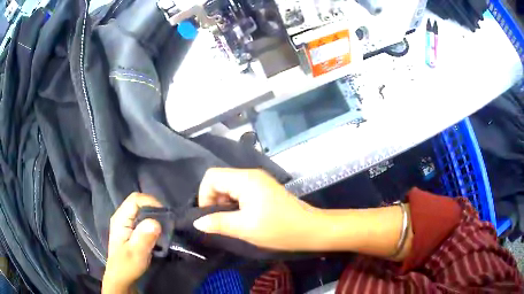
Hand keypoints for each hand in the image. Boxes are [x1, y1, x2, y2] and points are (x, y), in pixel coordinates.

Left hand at [102, 193, 161, 293]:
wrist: (121, 278)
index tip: (165, 216)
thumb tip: (156, 222)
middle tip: (166, 223)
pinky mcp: (130, 230)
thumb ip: (144, 237)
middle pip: (138, 203)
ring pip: (141, 211)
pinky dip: (151, 223)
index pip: (135, 200)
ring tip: (163, 228)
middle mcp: (121, 217)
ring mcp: (125, 223)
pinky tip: (156, 233)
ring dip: (153, 216)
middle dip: (154, 209)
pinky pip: (142, 219)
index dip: (151, 203)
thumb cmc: (127, 266)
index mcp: (120, 219)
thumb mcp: (136, 254)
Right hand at [193, 168, 319, 250]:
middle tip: (219, 221)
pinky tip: (240, 217)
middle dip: (213, 199)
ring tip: (230, 221)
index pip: (211, 176)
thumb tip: (196, 222)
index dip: (204, 195)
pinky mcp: (263, 188)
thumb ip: (218, 222)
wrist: (310, 229)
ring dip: (223, 202)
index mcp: (245, 179)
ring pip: (229, 185)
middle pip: (219, 179)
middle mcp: (251, 174)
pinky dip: (234, 202)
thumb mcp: (244, 228)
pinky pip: (240, 190)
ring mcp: (258, 180)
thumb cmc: (278, 229)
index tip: (209, 216)